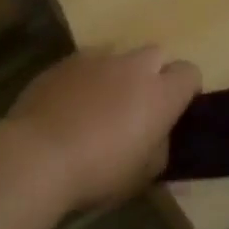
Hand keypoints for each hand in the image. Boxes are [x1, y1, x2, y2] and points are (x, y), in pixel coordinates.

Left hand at [5, 46, 202, 207]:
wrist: (37, 155)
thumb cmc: (99, 172)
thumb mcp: (143, 174)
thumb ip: (159, 148)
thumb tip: (159, 137)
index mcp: (160, 94)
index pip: (190, 72)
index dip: (185, 90)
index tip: (172, 111)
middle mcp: (132, 67)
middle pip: (156, 54)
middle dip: (152, 74)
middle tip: (136, 106)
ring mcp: (96, 59)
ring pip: (118, 55)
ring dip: (117, 73)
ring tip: (99, 103)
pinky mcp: (64, 62)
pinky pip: (85, 63)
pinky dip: (85, 78)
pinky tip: (69, 104)